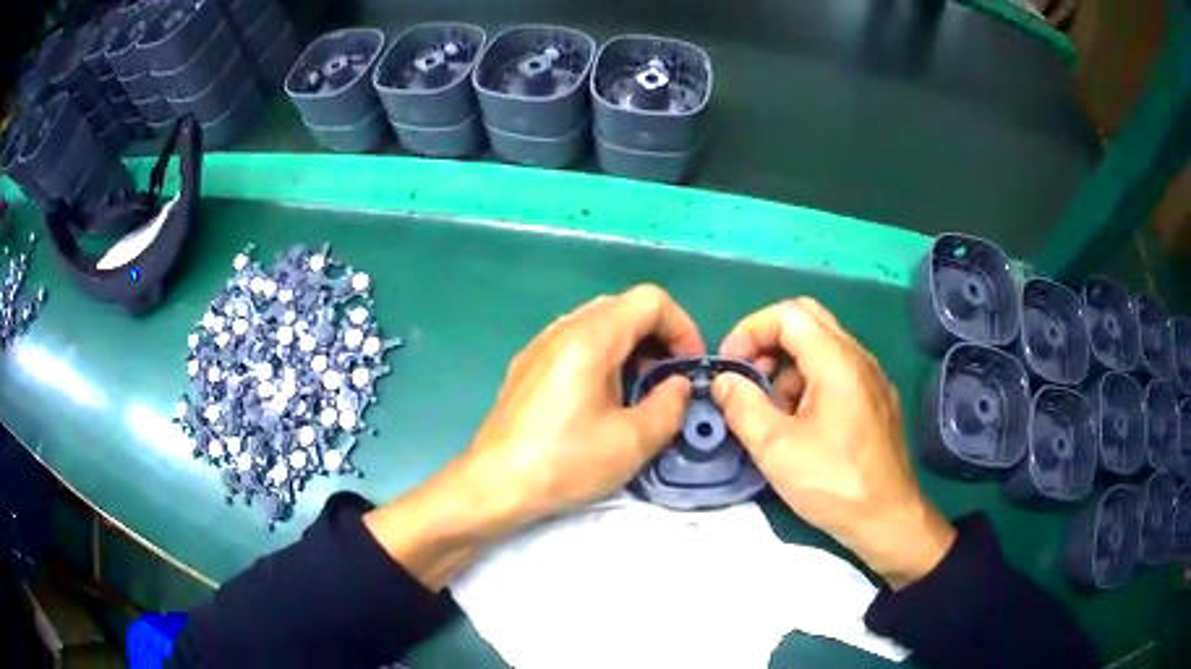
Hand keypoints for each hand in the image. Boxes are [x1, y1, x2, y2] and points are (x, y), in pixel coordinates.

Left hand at [366, 285, 703, 587]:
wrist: (494, 484)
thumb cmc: (565, 462)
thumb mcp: (632, 441)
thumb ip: (669, 405)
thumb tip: (678, 385)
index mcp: (591, 337)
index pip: (651, 300)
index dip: (682, 327)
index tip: (688, 368)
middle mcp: (563, 328)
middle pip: (624, 307)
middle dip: (658, 337)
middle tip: (666, 380)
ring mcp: (540, 344)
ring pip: (599, 323)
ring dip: (630, 346)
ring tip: (636, 390)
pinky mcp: (527, 364)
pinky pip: (575, 341)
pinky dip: (602, 355)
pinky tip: (599, 398)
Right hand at [713, 298, 953, 588]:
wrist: (888, 518)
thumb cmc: (833, 483)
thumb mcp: (776, 449)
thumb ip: (743, 406)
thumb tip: (724, 380)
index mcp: (837, 361)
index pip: (787, 314)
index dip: (750, 330)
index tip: (730, 367)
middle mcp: (858, 357)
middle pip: (807, 319)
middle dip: (768, 340)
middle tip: (748, 378)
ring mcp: (871, 377)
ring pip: (821, 345)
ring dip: (787, 364)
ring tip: (770, 410)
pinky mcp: (876, 399)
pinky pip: (837, 370)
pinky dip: (808, 380)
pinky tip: (799, 424)